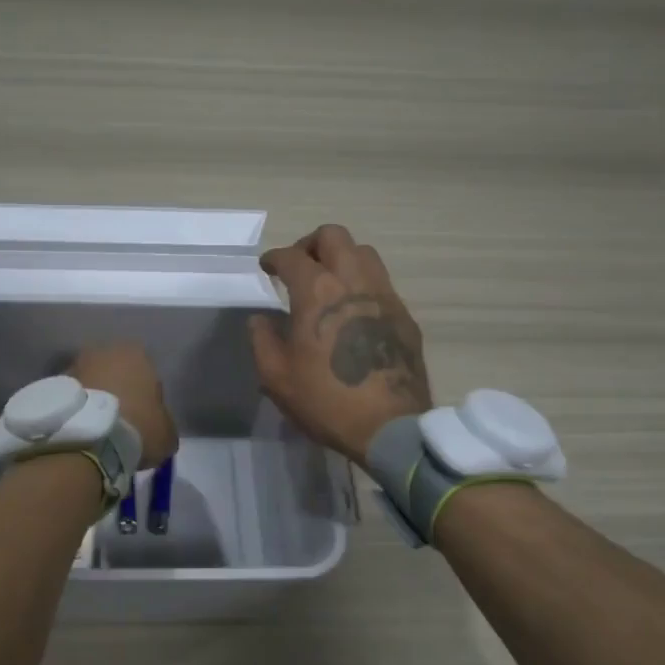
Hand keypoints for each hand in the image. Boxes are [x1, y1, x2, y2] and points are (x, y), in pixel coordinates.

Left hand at [70, 342, 178, 469]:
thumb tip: (157, 428)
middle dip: (116, 393)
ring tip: (96, 431)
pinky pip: (71, 398)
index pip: (147, 374)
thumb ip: (163, 422)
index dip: (147, 398)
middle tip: (120, 423)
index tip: (144, 420)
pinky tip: (80, 432)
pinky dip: (75, 411)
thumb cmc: (138, 428)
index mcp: (136, 353)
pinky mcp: (52, 385)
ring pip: (90, 383)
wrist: (88, 440)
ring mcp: (73, 366)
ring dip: (93, 401)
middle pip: (114, 373)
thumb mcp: (167, 433)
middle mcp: (102, 351)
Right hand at [249, 225, 431, 463]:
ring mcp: (385, 296)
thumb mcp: (276, 377)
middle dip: (310, 244)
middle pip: (334, 237)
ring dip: (341, 258)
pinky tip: (354, 310)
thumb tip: (260, 319)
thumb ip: (262, 340)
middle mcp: (354, 282)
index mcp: (317, 292)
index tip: (267, 267)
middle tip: (299, 266)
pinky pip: (381, 282)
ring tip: (328, 283)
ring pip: (364, 253)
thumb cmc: (326, 400)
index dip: (274, 258)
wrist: (390, 427)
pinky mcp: (405, 316)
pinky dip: (362, 283)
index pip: (292, 256)